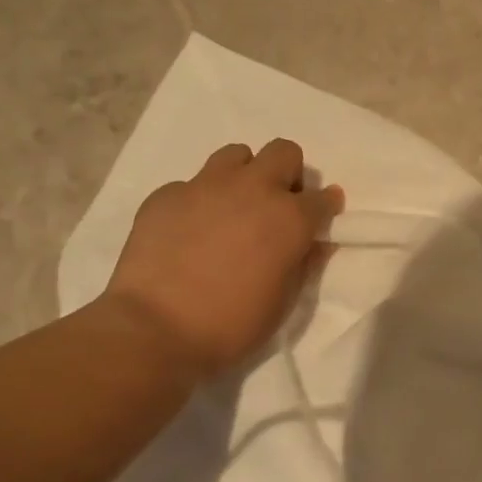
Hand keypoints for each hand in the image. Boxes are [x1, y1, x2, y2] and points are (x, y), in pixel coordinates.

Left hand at [103, 139, 342, 376]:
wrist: (155, 329)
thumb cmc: (232, 324)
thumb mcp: (283, 302)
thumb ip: (303, 264)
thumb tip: (315, 243)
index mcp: (290, 218)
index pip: (323, 198)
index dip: (325, 207)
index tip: (320, 219)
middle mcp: (252, 189)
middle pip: (284, 152)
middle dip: (288, 174)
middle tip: (276, 206)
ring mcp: (206, 185)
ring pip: (236, 155)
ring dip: (243, 176)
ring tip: (232, 209)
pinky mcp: (166, 194)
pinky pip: (192, 183)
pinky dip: (200, 201)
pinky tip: (189, 231)